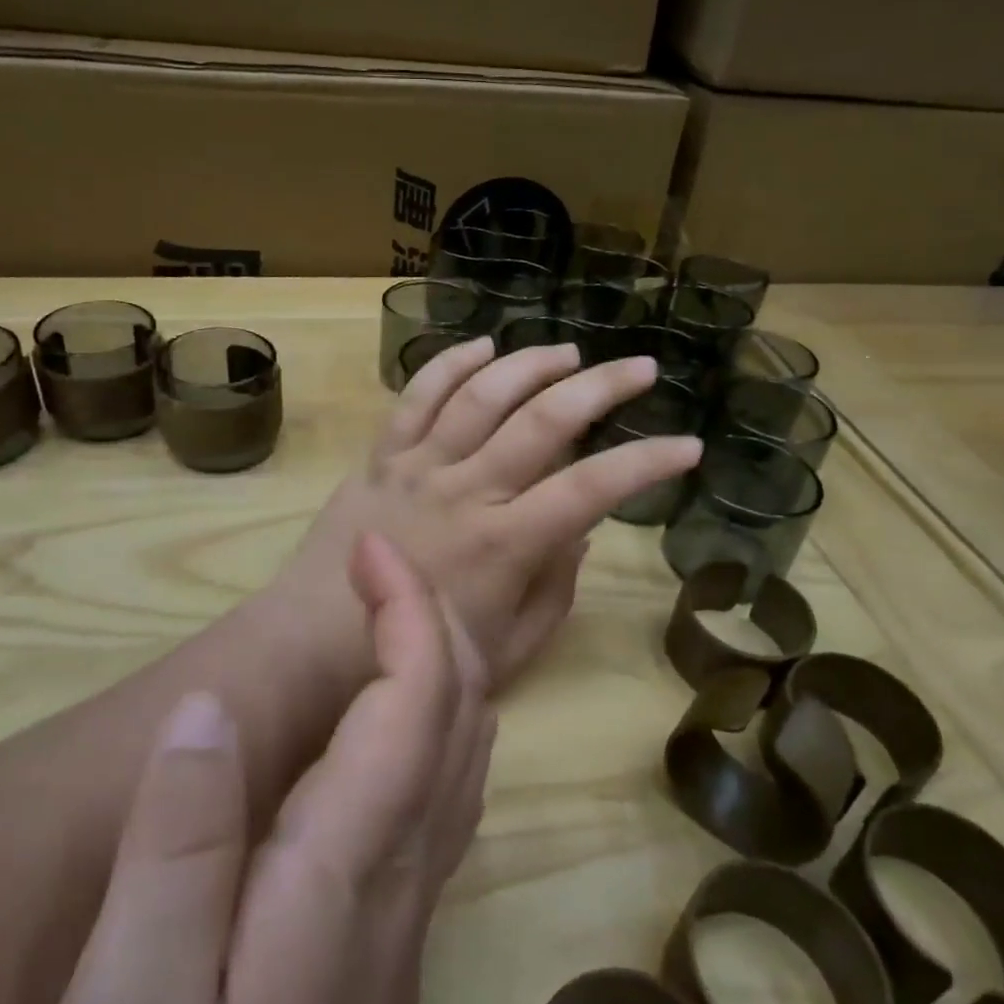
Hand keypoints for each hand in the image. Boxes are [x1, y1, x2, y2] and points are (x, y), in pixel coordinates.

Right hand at [37, 533, 493, 1003]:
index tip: (371, 546)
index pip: (419, 693)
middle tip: (378, 565)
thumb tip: (208, 708)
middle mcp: (407, 862)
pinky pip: (450, 787)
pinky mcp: (399, 927)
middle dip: (433, 614)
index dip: (407, 605)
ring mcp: (414, 897)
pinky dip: (440, 715)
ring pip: (468, 745)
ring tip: (391, 615)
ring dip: (444, 658)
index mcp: (351, 858)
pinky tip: (396, 717)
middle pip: (463, 706)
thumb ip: (175, 846)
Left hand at [278, 338, 702, 690]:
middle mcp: (467, 490)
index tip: (688, 445)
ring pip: (482, 395)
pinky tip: (484, 347)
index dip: (646, 463)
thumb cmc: (418, 656)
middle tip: (641, 368)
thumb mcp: (509, 647)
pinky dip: (450, 366)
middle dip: (601, 388)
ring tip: (568, 353)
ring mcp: (419, 466)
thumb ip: (554, 587)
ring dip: (531, 365)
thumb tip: (579, 530)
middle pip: (543, 421)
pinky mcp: (381, 456)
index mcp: (506, 543)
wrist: (314, 645)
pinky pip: (417, 397)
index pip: (592, 489)